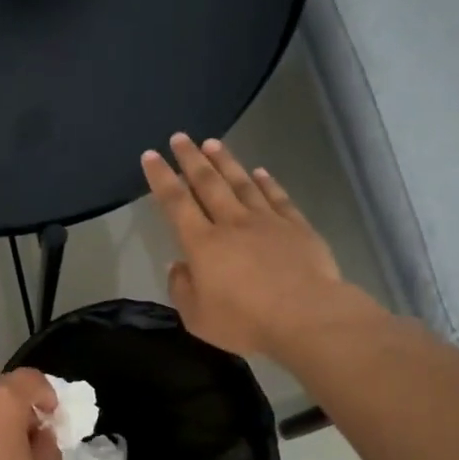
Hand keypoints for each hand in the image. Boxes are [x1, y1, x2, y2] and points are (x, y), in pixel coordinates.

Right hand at [142, 135, 377, 357]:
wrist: (306, 317)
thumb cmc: (246, 322)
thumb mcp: (198, 318)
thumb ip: (182, 289)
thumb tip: (178, 265)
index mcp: (203, 245)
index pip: (176, 204)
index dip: (162, 178)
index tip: (151, 156)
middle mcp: (232, 223)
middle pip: (208, 183)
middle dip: (191, 158)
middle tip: (180, 137)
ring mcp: (267, 222)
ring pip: (241, 183)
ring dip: (226, 162)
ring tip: (212, 143)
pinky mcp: (296, 227)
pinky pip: (277, 198)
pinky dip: (267, 182)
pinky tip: (260, 172)